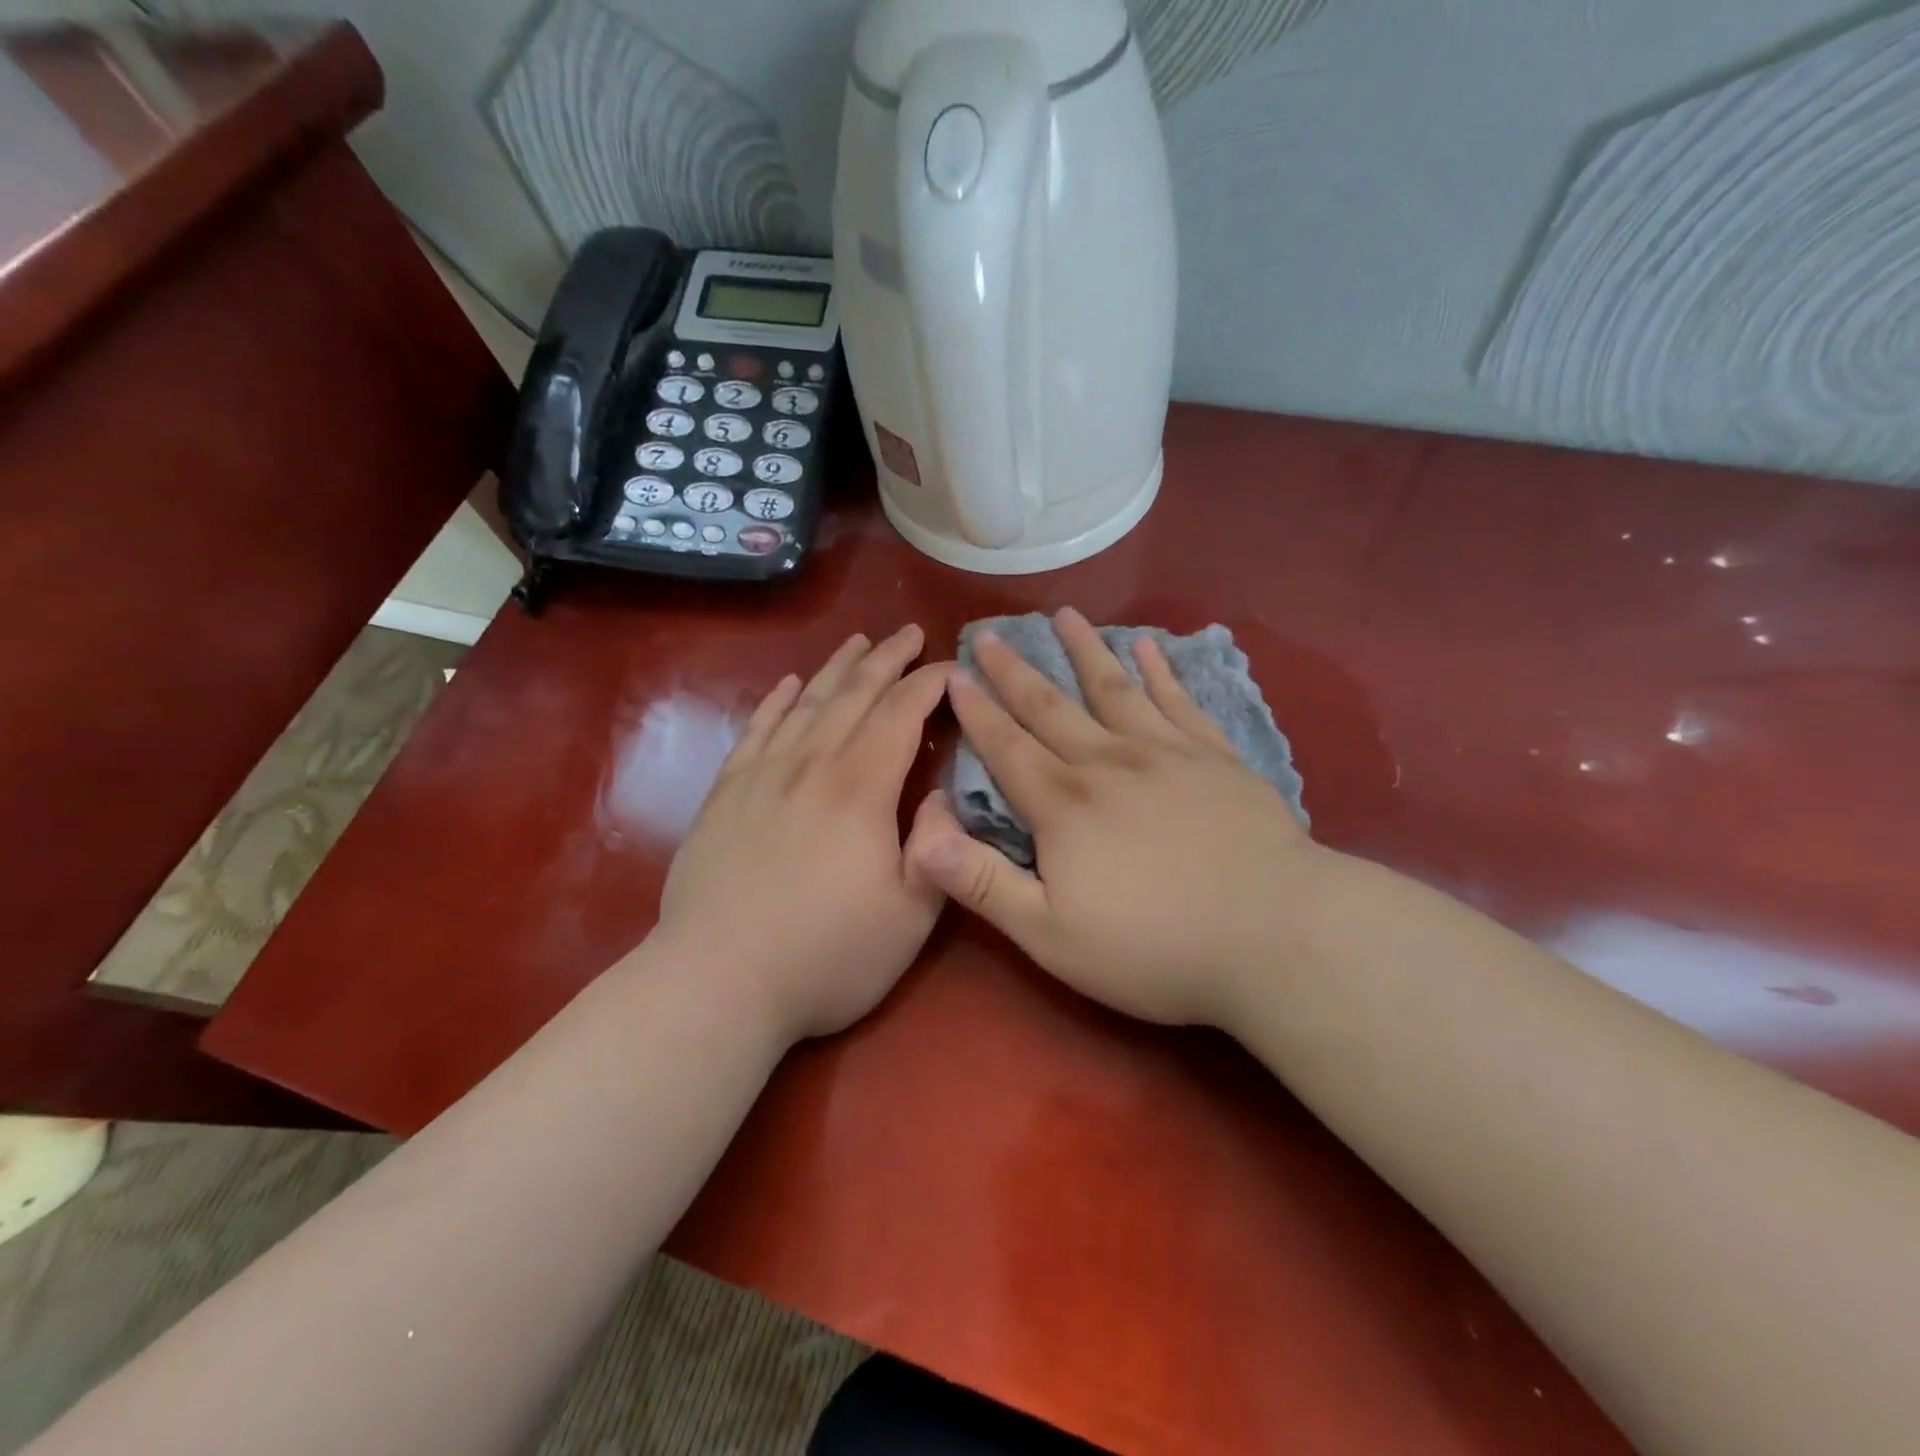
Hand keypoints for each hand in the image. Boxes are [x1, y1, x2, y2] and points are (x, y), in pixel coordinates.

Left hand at [655, 626, 951, 1044]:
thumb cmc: (827, 955)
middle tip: (909, 634)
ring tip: (858, 642)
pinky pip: (756, 730)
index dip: (930, 683)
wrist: (717, 981)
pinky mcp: (726, 794)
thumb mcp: (911, 914)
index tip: (952, 666)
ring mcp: (762, 775)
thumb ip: (937, 846)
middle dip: (887, 659)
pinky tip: (787, 685)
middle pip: (854, 694)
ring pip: (806, 703)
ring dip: (836, 668)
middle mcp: (811, 764)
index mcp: (861, 787)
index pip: (901, 713)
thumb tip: (943, 793)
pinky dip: (776, 702)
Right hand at [908, 608, 1321, 1029]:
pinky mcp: (1216, 758)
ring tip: (1064, 616)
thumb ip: (982, 883)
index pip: (1007, 747)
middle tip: (989, 634)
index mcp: (1063, 805)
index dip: (977, 712)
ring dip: (1084, 651)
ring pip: (1114, 689)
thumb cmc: (1154, 948)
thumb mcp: (1050, 934)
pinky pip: (1179, 701)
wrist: (1275, 935)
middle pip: (1051, 707)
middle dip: (1015, 671)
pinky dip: (1160, 672)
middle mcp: (1108, 763)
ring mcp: (1168, 753)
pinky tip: (1148, 648)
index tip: (955, 675)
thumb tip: (920, 837)